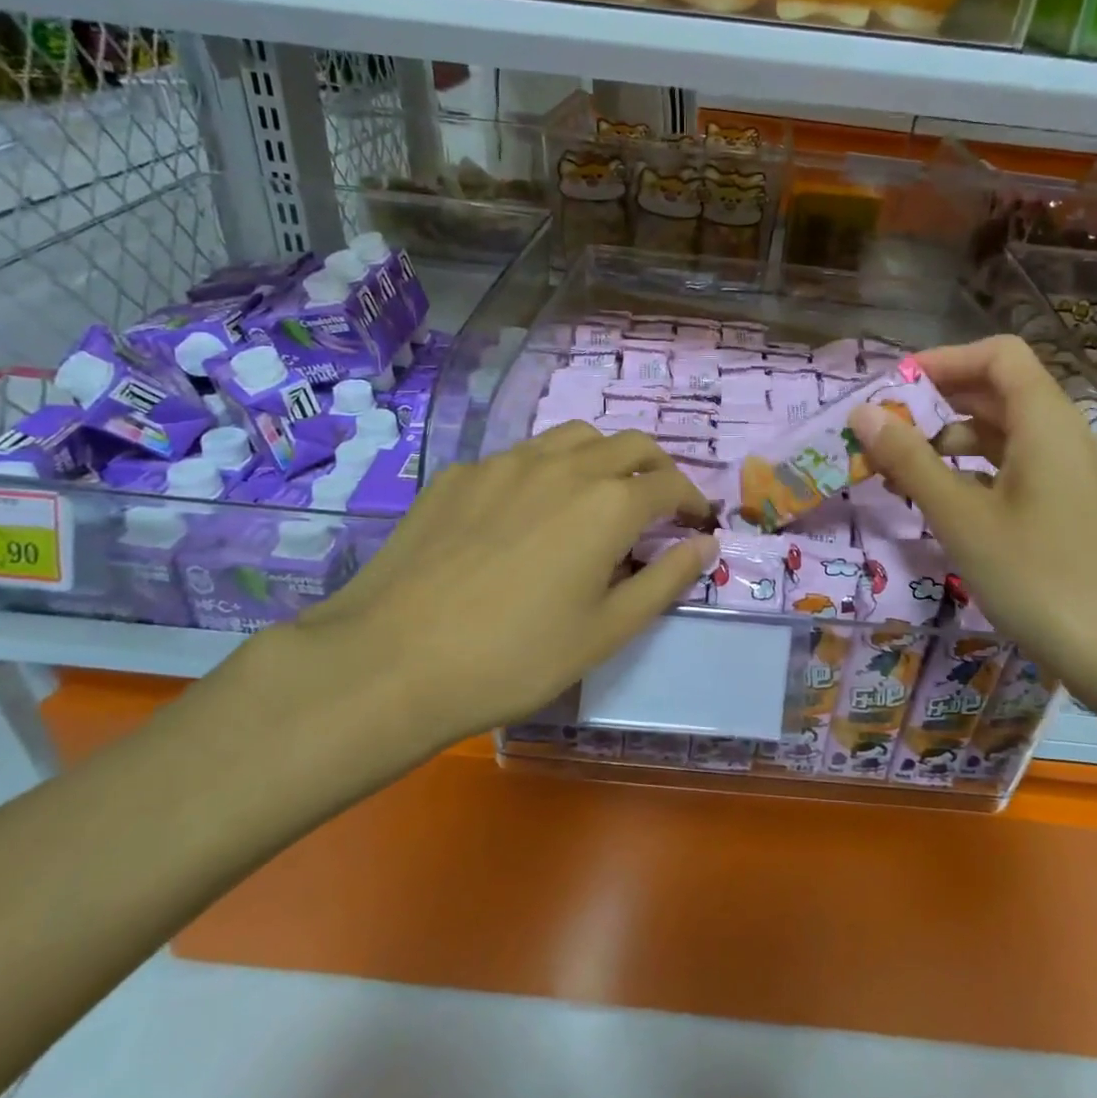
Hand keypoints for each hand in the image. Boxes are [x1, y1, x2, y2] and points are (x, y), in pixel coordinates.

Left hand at [225, 426, 714, 794]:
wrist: (392, 660)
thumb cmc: (515, 657)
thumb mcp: (606, 631)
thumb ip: (665, 580)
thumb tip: (704, 544)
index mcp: (609, 503)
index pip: (670, 485)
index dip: (693, 501)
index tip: (697, 522)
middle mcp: (563, 465)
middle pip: (630, 444)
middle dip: (656, 468)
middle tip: (658, 503)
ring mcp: (505, 462)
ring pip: (573, 437)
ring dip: (603, 457)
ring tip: (598, 495)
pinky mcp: (460, 474)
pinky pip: (519, 457)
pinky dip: (546, 471)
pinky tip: (526, 513)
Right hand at [847, 335, 1096, 698]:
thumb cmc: (1035, 575)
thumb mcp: (960, 516)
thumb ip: (909, 459)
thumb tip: (862, 413)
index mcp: (1044, 421)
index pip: (997, 355)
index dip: (945, 360)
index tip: (894, 388)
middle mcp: (1060, 433)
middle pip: (996, 390)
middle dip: (936, 401)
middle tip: (883, 429)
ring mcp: (1065, 471)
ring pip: (1001, 431)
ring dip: (947, 439)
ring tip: (897, 469)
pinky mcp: (1063, 504)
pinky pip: (1011, 465)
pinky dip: (970, 469)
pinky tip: (936, 499)